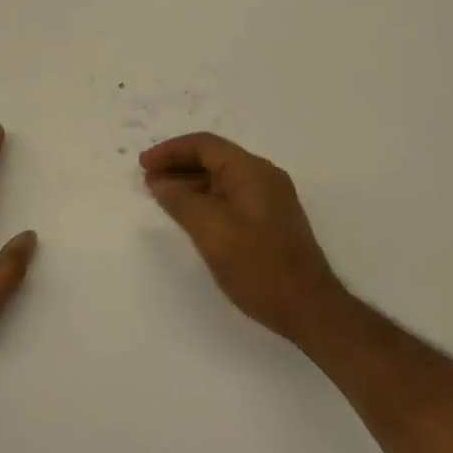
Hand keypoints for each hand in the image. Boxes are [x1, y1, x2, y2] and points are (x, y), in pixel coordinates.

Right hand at [139, 132, 348, 343]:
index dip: (171, 151)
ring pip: (222, 178)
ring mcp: (270, 198)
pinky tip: (189, 214)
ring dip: (190, 182)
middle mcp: (264, 176)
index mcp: (252, 171)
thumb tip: (161, 182)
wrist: (309, 307)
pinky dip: (206, 198)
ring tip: (160, 195)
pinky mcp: (270, 219)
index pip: (205, 145)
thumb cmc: (258, 267)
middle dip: (178, 164)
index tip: (143, 165)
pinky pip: (232, 195)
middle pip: (214, 157)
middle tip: (146, 179)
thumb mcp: (212, 232)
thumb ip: (182, 202)